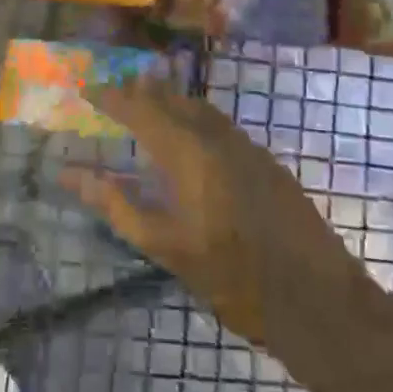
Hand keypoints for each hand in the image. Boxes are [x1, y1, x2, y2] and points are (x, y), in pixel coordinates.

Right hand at [60, 79, 347, 347]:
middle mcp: (219, 139)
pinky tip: (191, 140)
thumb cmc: (233, 279)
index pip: (141, 110)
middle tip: (115, 92)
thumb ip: (118, 205)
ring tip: (147, 104)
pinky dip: (196, 120)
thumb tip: (72, 175)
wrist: (320, 302)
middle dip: (142, 91)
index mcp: (190, 154)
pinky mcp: (268, 164)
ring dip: (171, 102)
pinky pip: (222, 126)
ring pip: (202, 110)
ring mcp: (249, 149)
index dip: (112, 97)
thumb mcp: (166, 247)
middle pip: (174, 100)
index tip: (87, 89)